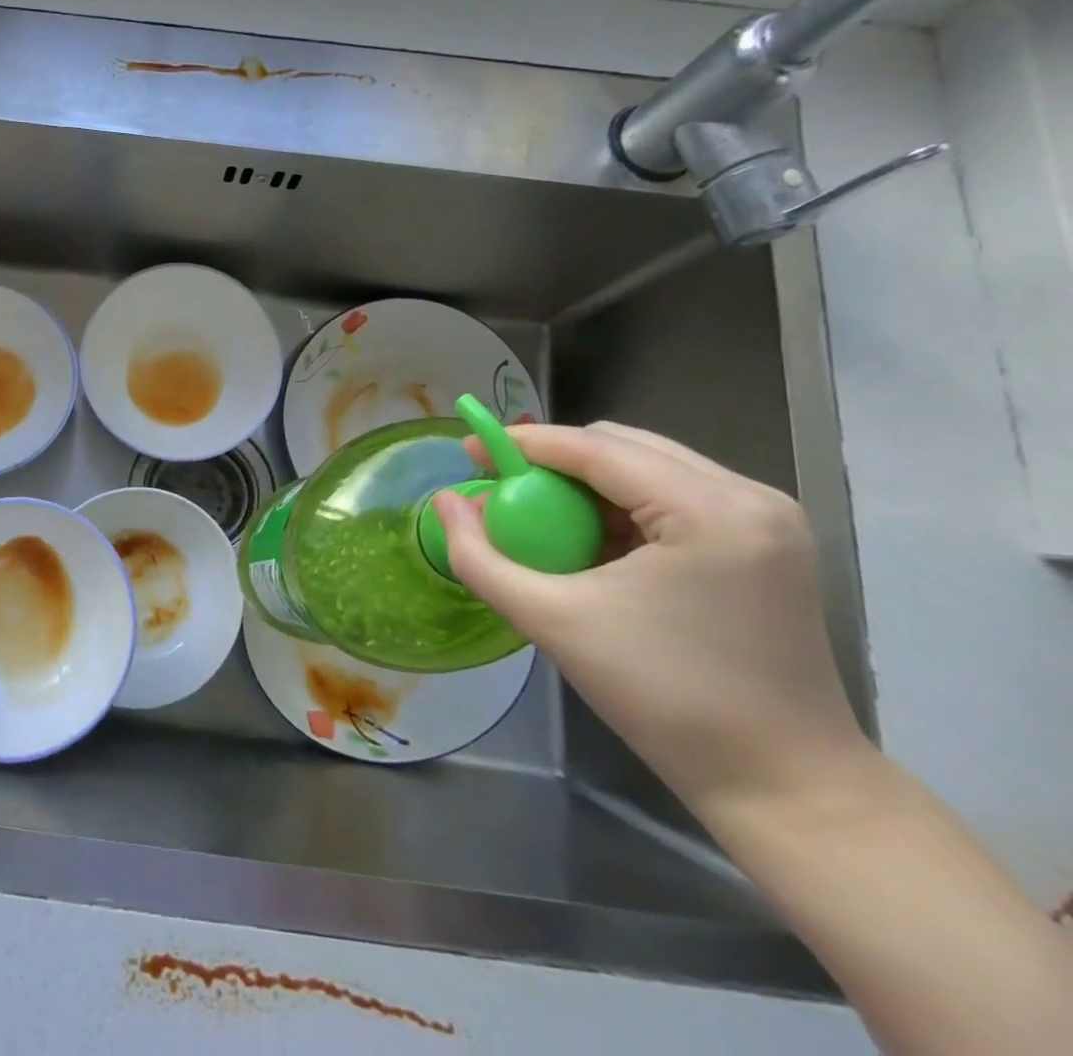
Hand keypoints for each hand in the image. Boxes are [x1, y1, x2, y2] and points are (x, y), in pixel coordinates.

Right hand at [432, 422, 868, 818]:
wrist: (784, 787)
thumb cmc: (665, 700)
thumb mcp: (553, 622)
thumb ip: (482, 557)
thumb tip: (447, 501)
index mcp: (710, 511)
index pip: (596, 449)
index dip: (523, 444)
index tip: (468, 453)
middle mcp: (750, 497)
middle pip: (624, 446)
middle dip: (554, 461)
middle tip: (503, 491)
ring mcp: (767, 518)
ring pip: (650, 465)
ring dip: (587, 482)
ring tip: (544, 519)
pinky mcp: (768, 542)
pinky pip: (675, 495)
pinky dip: (622, 505)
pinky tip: (594, 542)